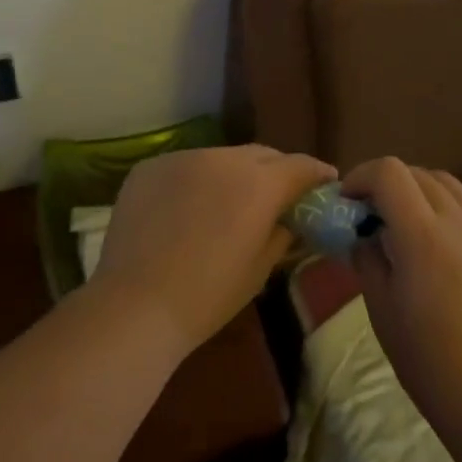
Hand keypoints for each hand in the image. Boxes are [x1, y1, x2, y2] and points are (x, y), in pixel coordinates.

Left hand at [90, 145, 335, 360]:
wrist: (135, 306)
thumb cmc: (208, 296)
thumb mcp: (261, 268)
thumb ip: (283, 231)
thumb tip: (290, 216)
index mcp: (259, 184)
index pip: (300, 165)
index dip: (317, 174)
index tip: (326, 183)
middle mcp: (223, 158)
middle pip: (262, 155)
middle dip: (276, 171)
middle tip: (280, 195)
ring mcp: (183, 158)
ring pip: (222, 157)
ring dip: (234, 175)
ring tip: (229, 203)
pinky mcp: (150, 166)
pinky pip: (186, 166)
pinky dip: (196, 180)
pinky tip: (188, 209)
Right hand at [344, 159, 461, 432]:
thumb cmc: (429, 362)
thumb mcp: (382, 308)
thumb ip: (368, 258)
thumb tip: (365, 234)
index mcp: (424, 236)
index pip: (389, 172)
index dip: (362, 176)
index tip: (349, 201)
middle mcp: (461, 222)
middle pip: (418, 173)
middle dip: (388, 185)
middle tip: (372, 216)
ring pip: (449, 186)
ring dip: (419, 193)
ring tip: (406, 226)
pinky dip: (448, 210)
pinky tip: (441, 245)